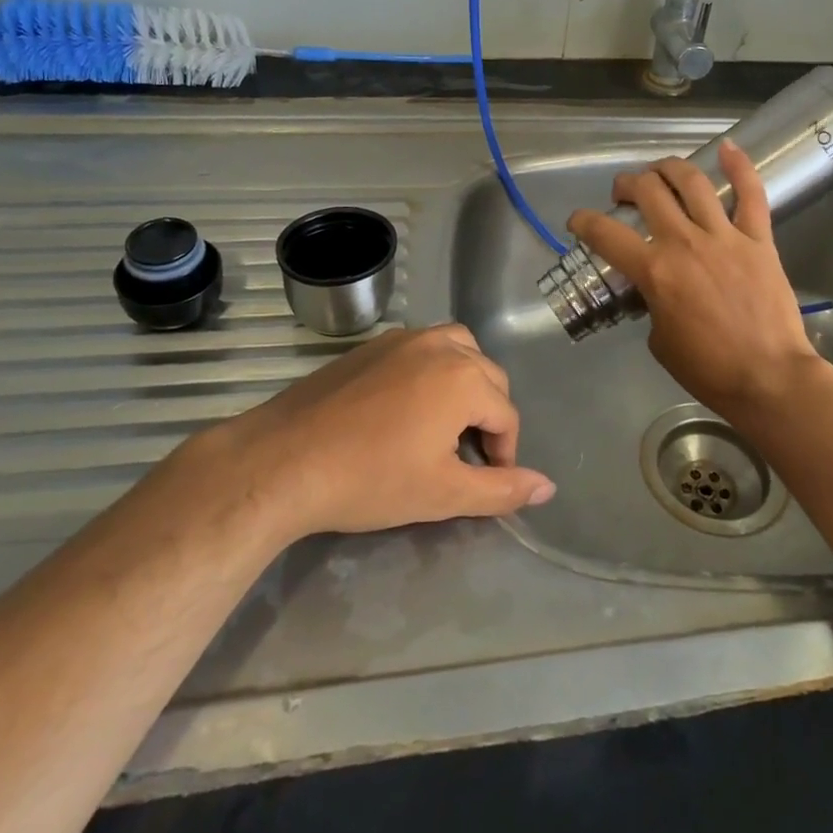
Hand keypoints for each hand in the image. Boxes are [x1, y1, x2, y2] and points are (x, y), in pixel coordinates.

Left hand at [218, 325, 553, 540]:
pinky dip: (433, 368)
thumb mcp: (443, 493)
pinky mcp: (374, 344)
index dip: (504, 453)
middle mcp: (442, 345)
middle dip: (488, 416)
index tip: (483, 481)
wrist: (284, 460)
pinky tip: (407, 405)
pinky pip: (422, 346)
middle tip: (464, 457)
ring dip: (465, 382)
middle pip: (488, 378)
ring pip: (458, 350)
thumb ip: (501, 489)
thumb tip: (548, 487)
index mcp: (465, 378)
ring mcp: (405, 338)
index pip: (507, 415)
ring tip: (446, 422)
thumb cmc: (370, 479)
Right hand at [567, 140, 823, 419]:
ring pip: (691, 182)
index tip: (577, 221)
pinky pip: (751, 193)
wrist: (769, 379)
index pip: (605, 234)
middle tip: (623, 192)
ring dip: (668, 168)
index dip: (583, 222)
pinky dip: (740, 166)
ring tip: (659, 170)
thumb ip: (652, 305)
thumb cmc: (709, 370)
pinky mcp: (758, 238)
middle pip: (647, 192)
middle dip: (626, 184)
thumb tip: (657, 291)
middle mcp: (684, 242)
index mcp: (655, 271)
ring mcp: (724, 236)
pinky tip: (727, 148)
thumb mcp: (660, 341)